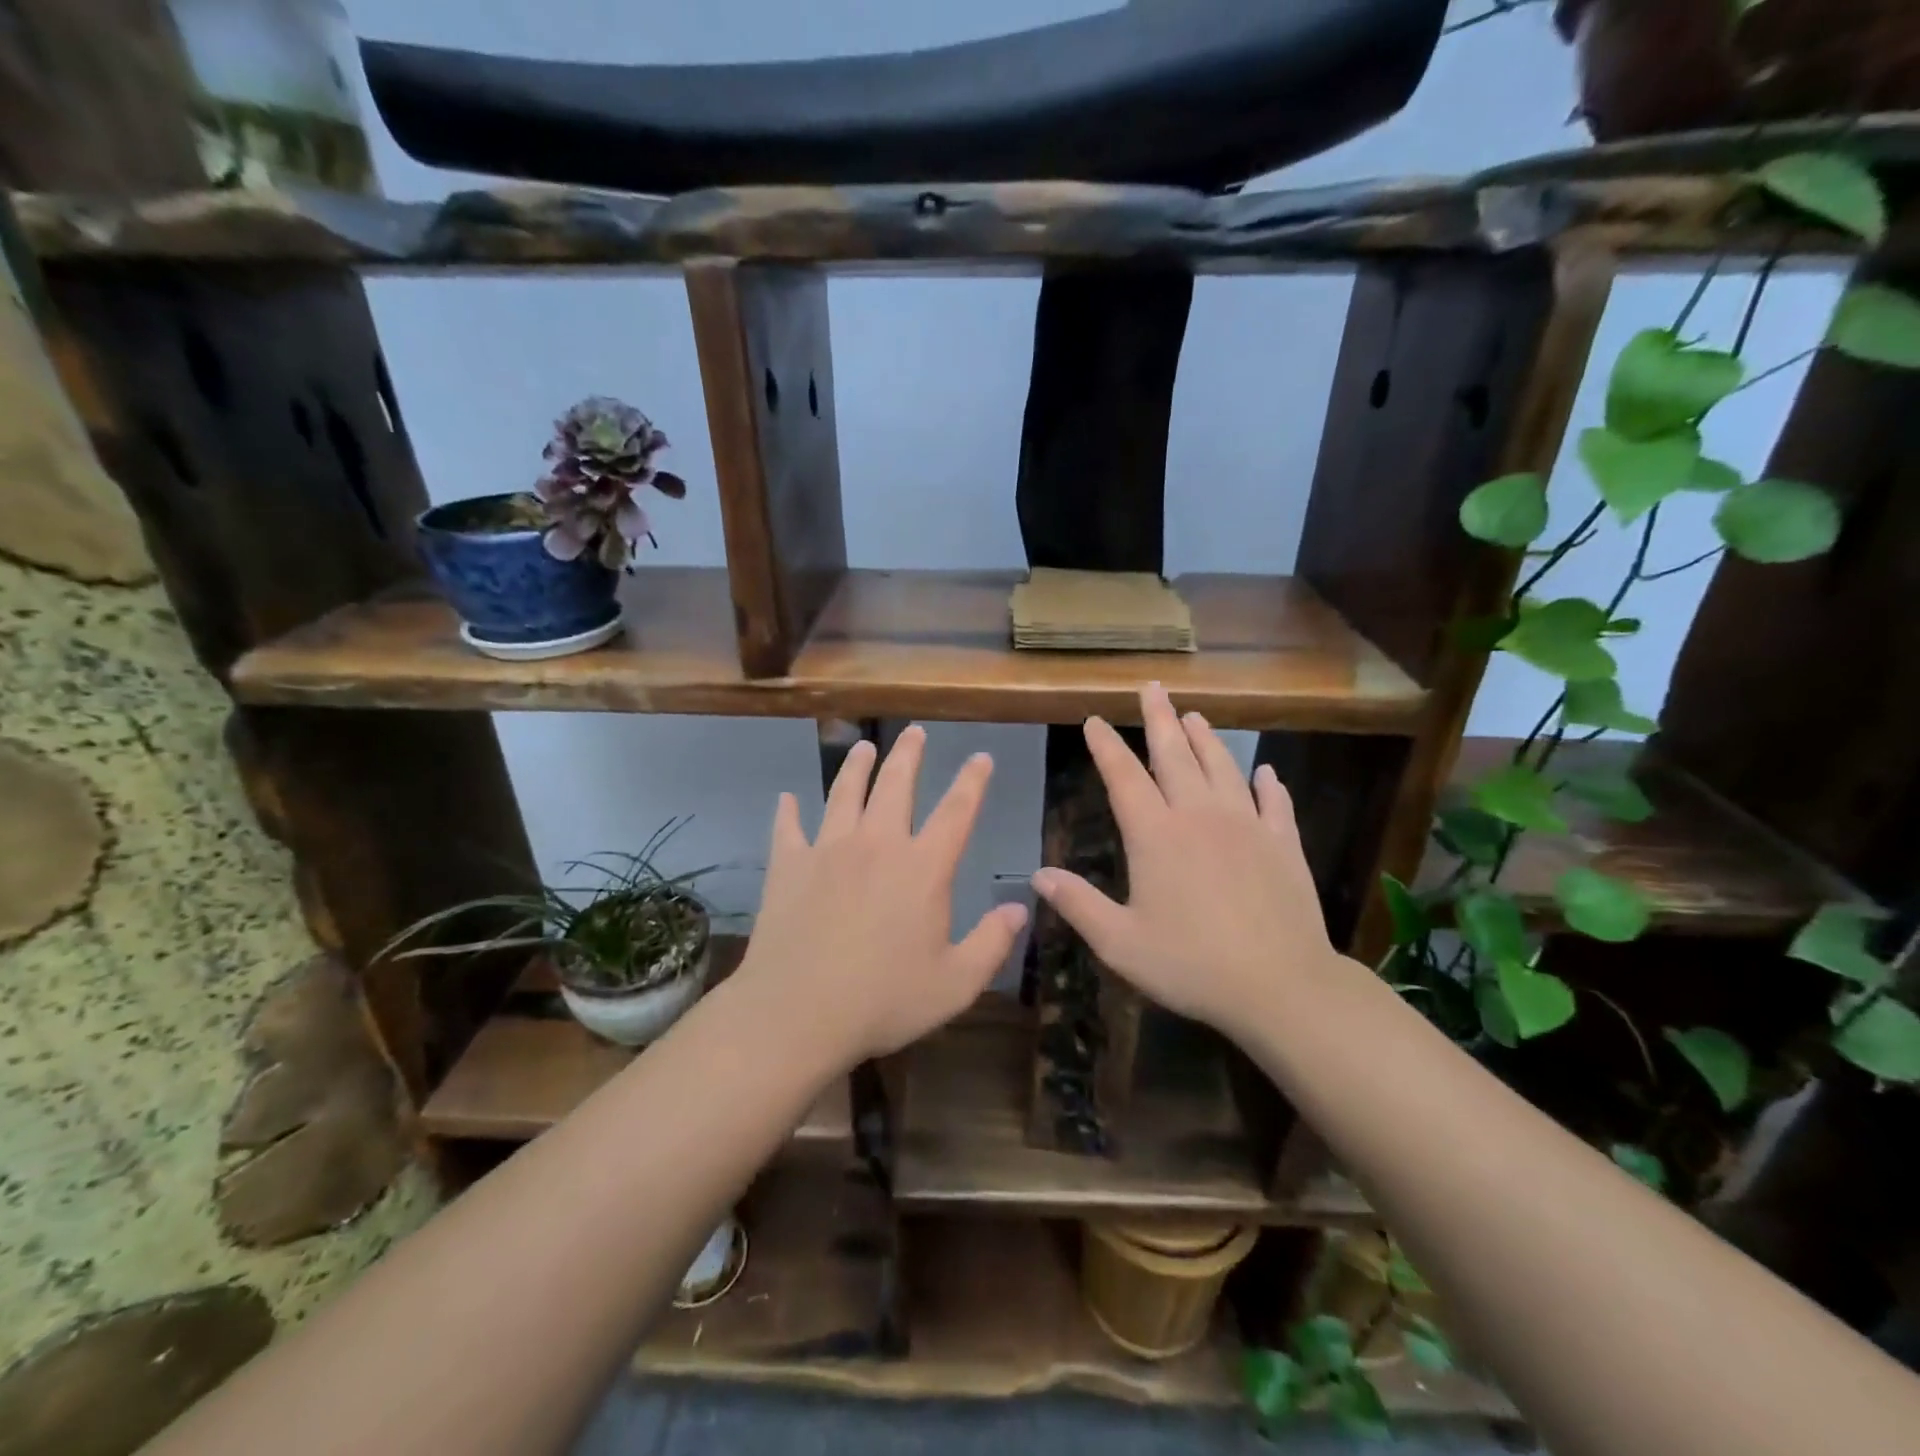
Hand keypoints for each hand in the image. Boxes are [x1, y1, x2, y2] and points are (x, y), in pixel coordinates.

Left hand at [734, 725, 1028, 1066]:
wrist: (797, 1013)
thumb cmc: (883, 1001)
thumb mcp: (955, 983)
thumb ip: (992, 942)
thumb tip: (1020, 907)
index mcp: (923, 867)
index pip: (957, 811)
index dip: (972, 781)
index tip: (980, 757)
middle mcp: (877, 844)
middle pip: (896, 785)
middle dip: (909, 755)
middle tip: (915, 732)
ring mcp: (828, 850)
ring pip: (844, 794)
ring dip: (856, 767)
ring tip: (863, 747)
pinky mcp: (788, 866)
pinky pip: (788, 828)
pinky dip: (788, 812)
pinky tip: (786, 799)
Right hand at [1031, 683, 1339, 1042]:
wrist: (1280, 986)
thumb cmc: (1191, 965)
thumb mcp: (1120, 943)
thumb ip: (1078, 904)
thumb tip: (1038, 875)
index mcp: (1156, 835)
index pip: (1124, 777)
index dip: (1106, 747)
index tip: (1095, 721)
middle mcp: (1200, 816)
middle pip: (1175, 755)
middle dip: (1160, 719)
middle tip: (1153, 688)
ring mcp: (1247, 826)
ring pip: (1223, 767)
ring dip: (1207, 739)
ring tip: (1195, 715)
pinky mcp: (1283, 844)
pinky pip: (1275, 803)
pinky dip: (1268, 784)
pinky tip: (1266, 771)